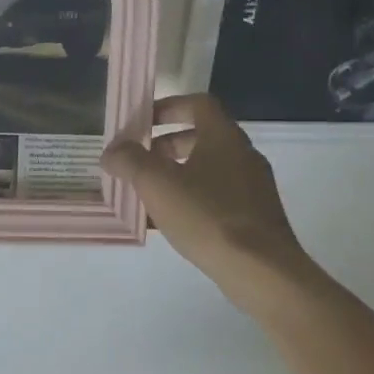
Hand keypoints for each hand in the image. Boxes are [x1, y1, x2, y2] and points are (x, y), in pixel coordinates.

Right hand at [101, 94, 316, 302]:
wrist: (261, 270)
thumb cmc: (207, 216)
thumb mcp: (157, 184)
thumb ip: (130, 160)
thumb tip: (112, 150)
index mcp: (224, 137)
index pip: (198, 104)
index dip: (168, 107)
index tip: (142, 123)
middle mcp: (243, 155)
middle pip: (202, 136)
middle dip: (166, 145)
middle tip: (140, 160)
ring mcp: (253, 186)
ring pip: (209, 168)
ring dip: (177, 173)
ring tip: (148, 193)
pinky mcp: (255, 215)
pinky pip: (218, 195)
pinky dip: (192, 198)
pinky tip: (170, 221)